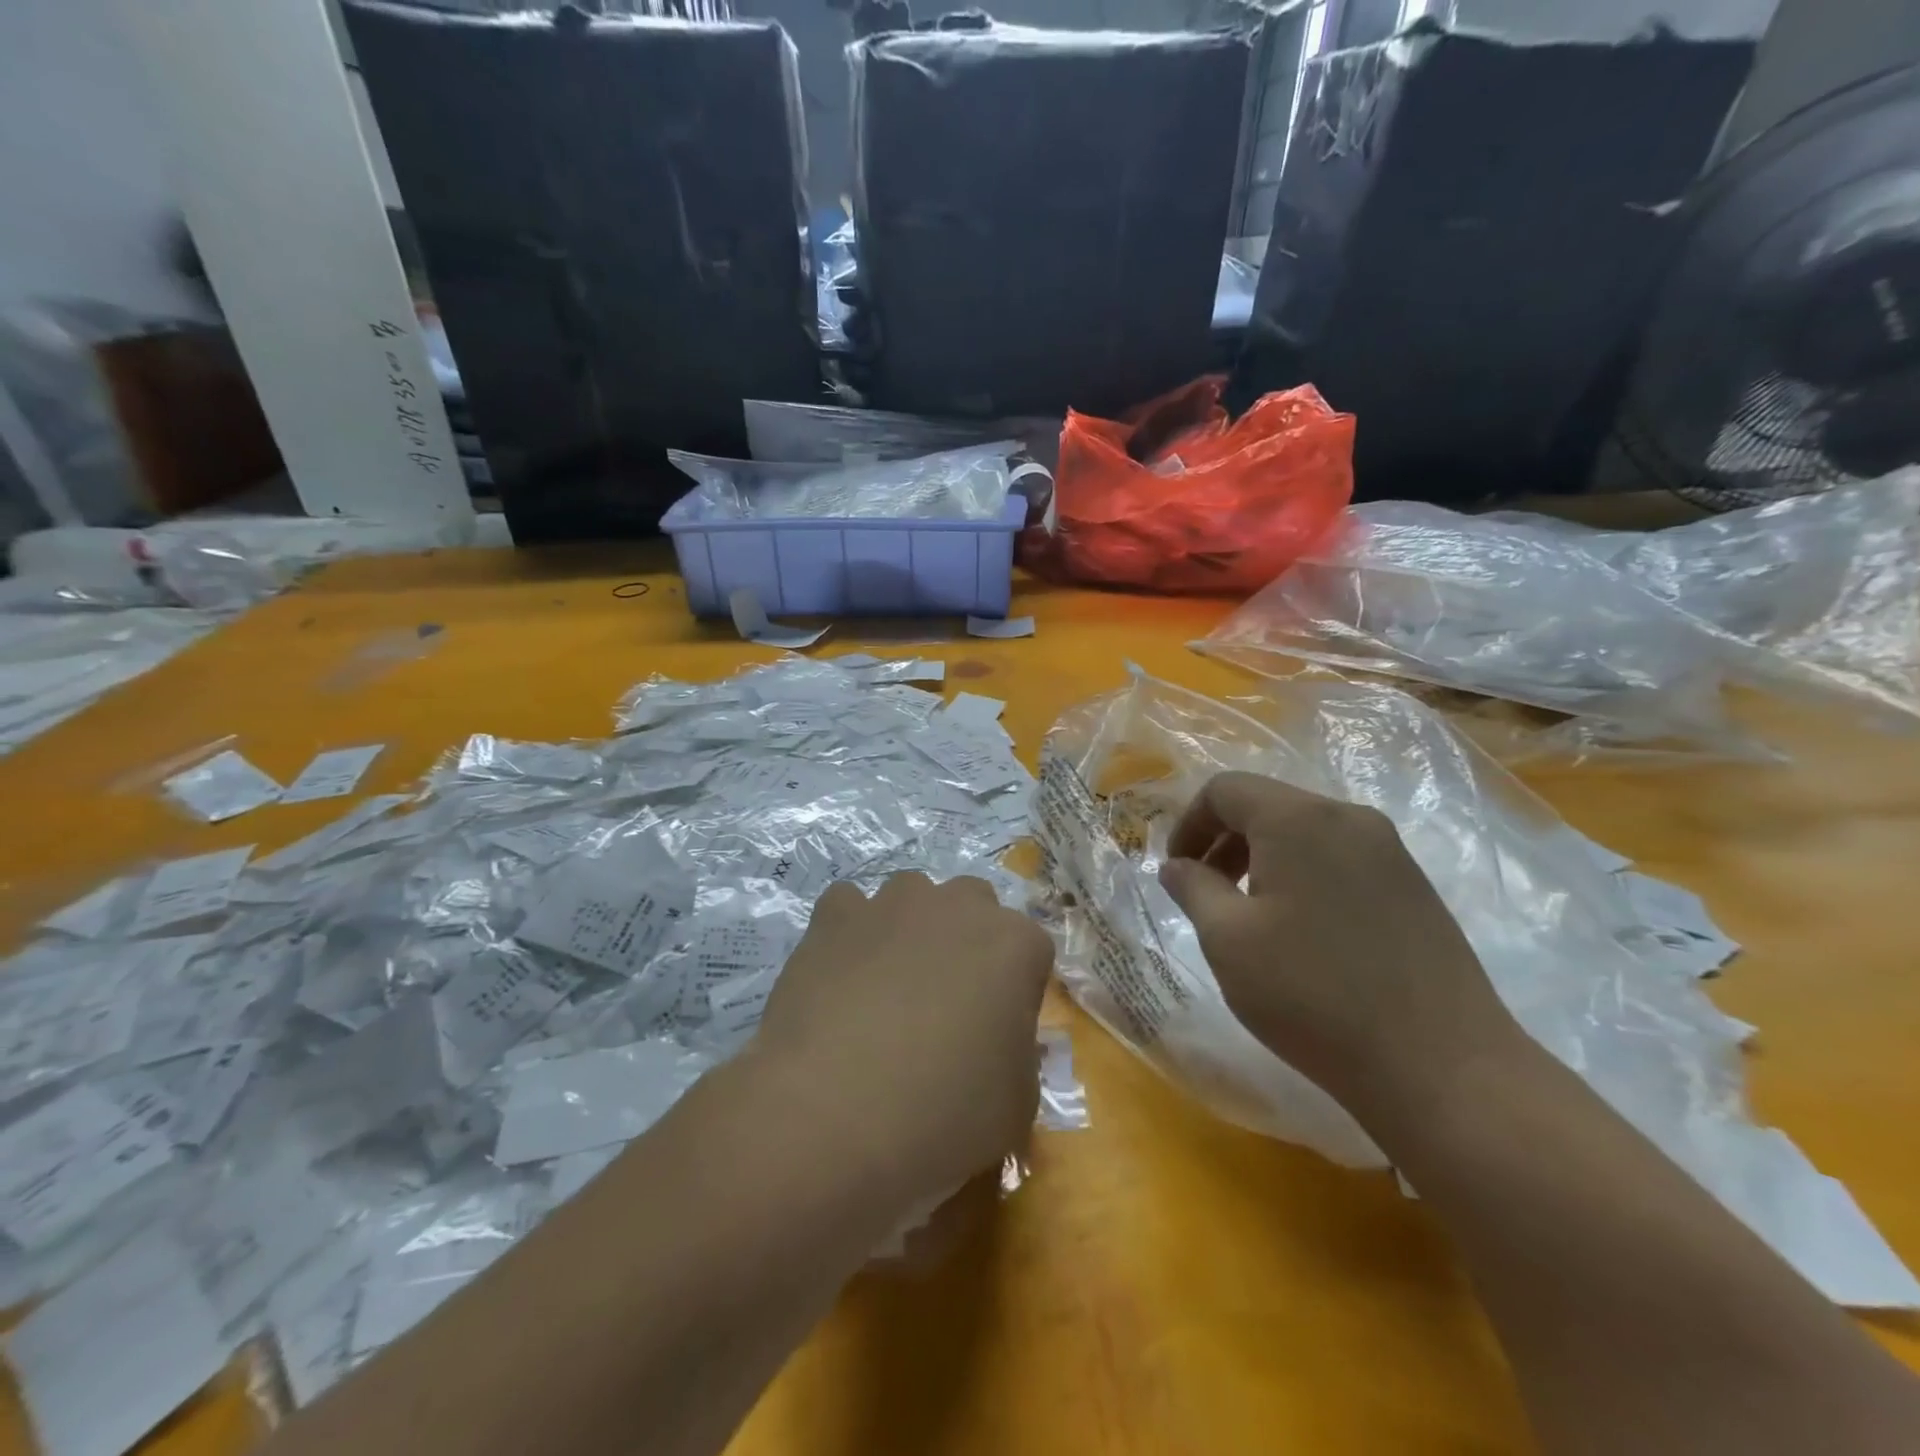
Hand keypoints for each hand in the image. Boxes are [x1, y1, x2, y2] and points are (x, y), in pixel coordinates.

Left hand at [750, 873, 1053, 1207]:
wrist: (832, 1116)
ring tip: (887, 987)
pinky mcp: (834, 915)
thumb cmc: (942, 1116)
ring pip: (913, 896)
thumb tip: (997, 1039)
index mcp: (1014, 945)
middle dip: (967, 942)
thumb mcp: (1016, 1105)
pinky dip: (850, 932)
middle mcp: (957, 906)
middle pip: (974, 906)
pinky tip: (840, 975)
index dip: (1015, 990)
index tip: (997, 1031)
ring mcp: (891, 904)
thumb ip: (1018, 1053)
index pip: (1030, 950)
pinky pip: (849, 906)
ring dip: (910, 928)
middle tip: (947, 1003)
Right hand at [1157, 772, 1518, 1117]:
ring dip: (1261, 858)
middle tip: (1204, 893)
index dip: (1188, 823)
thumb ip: (1193, 888)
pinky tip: (1301, 932)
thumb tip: (1176, 866)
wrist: (1442, 1066)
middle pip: (1267, 805)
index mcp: (1298, 819)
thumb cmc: (1312, 994)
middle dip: (1223, 841)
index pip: (1224, 790)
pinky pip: (1339, 858)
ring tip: (1248, 915)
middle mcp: (1348, 818)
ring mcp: (1390, 851)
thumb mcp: (1228, 940)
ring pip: (1304, 832)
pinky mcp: (1414, 886)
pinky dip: (1302, 875)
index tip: (1176, 872)